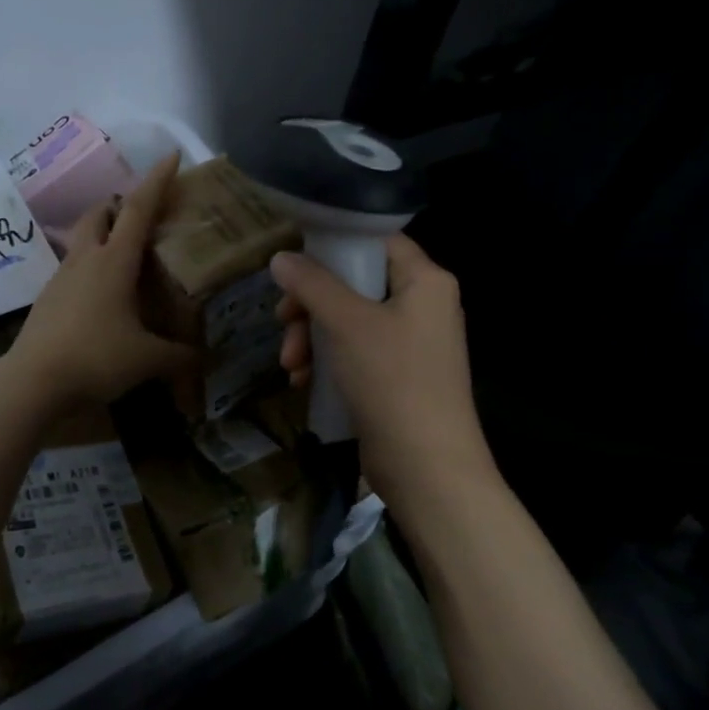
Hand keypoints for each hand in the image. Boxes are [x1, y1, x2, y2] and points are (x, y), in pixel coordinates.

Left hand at [5, 154, 196, 408]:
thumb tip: (204, 360)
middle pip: (99, 214)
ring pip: (82, 241)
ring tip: (124, 258)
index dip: (158, 180)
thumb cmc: (96, 358)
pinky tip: (102, 297)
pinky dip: (89, 268)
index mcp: (114, 261)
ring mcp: (61, 278)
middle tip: (140, 216)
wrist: (33, 381)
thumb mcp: (148, 359)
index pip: (139, 208)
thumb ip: (180, 357)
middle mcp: (86, 260)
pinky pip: (72, 270)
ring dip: (101, 236)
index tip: (172, 156)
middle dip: (118, 205)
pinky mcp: (48, 298)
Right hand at [271, 233, 498, 513]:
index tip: (297, 267)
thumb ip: (312, 284)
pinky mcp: (398, 375)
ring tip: (291, 365)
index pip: (376, 242)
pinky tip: (303, 381)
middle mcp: (423, 305)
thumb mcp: (346, 324)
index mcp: (425, 281)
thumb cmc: (392, 380)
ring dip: (312, 338)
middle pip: (355, 284)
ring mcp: (411, 343)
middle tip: (284, 323)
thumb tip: (280, 257)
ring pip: (349, 321)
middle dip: (311, 306)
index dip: (335, 247)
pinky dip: (328, 361)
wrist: (427, 467)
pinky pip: (355, 352)